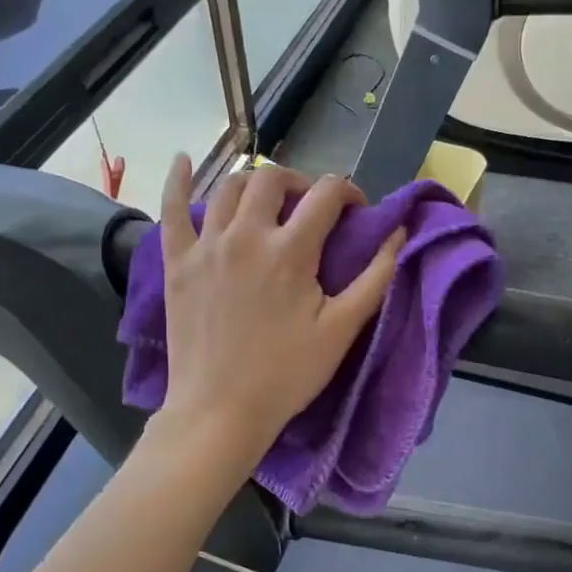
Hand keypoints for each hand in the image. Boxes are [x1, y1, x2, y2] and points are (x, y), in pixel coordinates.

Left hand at [156, 155, 404, 461]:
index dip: (349, 193)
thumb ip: (375, 277)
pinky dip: (176, 180)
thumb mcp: (342, 330)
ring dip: (254, 184)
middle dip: (301, 183)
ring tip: (268, 201)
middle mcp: (246, 235)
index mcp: (291, 250)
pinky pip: (171, 209)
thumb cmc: (287, 374)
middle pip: (273, 179)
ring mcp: (206, 245)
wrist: (221, 410)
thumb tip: (399, 233)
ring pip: (229, 187)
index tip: (357, 213)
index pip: (327, 194)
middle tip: (311, 208)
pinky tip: (180, 160)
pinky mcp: (177, 262)